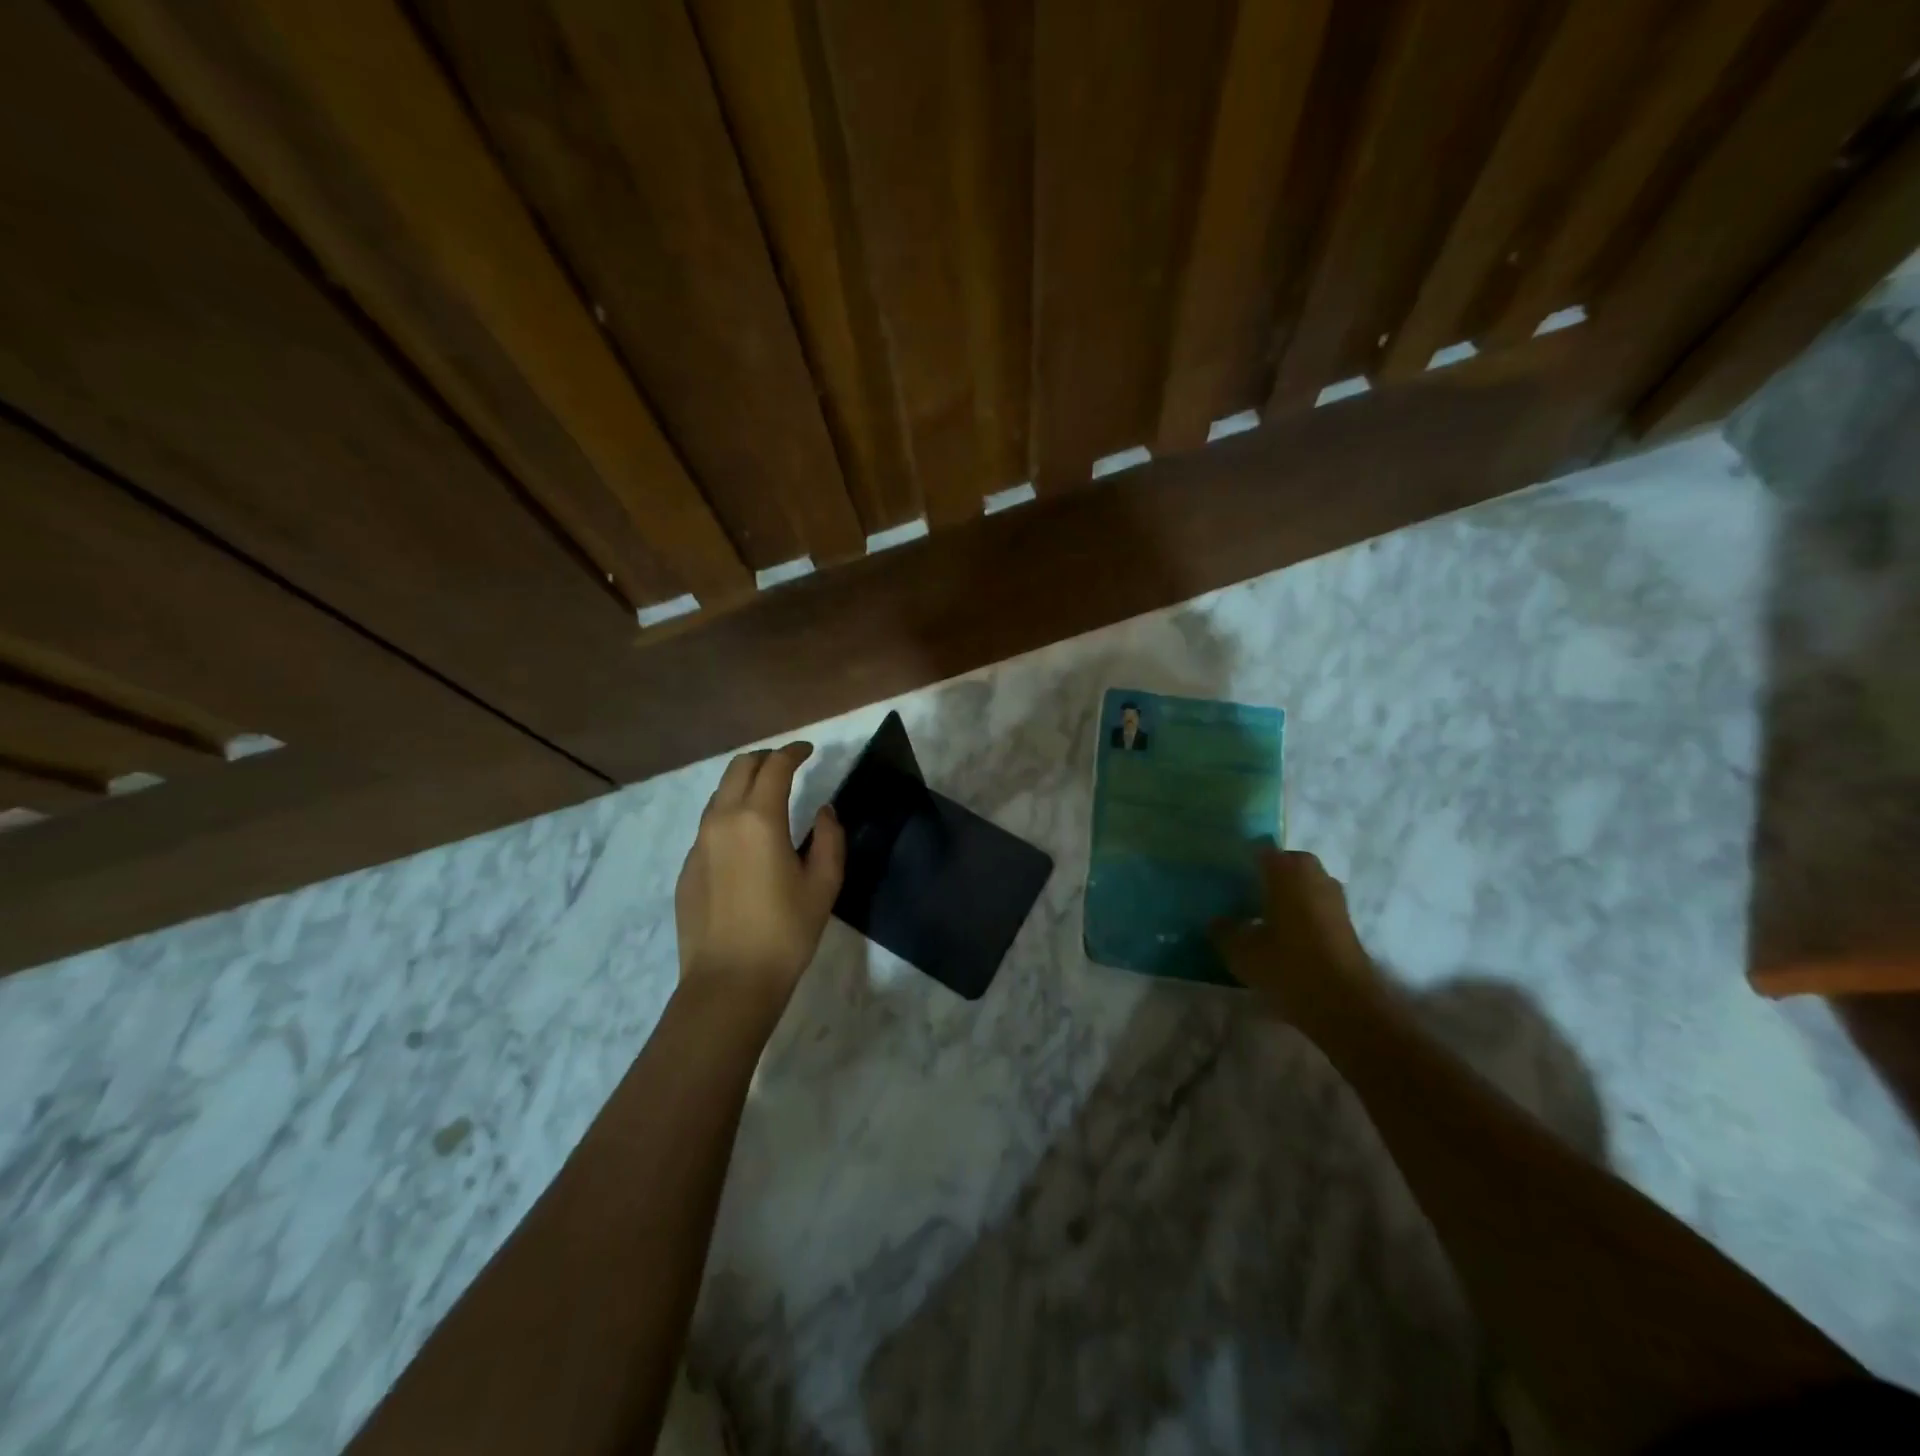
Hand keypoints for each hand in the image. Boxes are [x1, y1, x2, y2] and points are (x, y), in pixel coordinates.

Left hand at [674, 743, 845, 1017]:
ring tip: (767, 797)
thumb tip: (823, 812)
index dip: (795, 751)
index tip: (809, 751)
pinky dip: (730, 814)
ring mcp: (699, 843)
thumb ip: (829, 839)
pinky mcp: (687, 867)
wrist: (729, 982)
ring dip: (744, 784)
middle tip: (788, 766)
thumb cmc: (786, 932)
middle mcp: (723, 820)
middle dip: (766, 758)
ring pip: (720, 794)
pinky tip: (746, 840)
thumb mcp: (823, 885)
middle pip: (740, 768)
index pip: (776, 766)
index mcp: (759, 818)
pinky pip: (709, 824)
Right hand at [1214, 848, 1378, 1018]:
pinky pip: (1315, 906)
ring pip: (1303, 886)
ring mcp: (1335, 898)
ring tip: (1261, 919)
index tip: (1225, 878)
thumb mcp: (1241, 952)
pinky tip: (1283, 937)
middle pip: (1285, 866)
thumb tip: (1217, 920)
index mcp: (1287, 870)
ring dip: (1286, 896)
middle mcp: (1314, 874)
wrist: (1345, 1004)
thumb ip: (1224, 931)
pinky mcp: (1346, 923)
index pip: (1259, 851)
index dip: (1241, 862)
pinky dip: (1300, 914)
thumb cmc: (1288, 966)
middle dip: (1266, 877)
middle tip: (1242, 898)